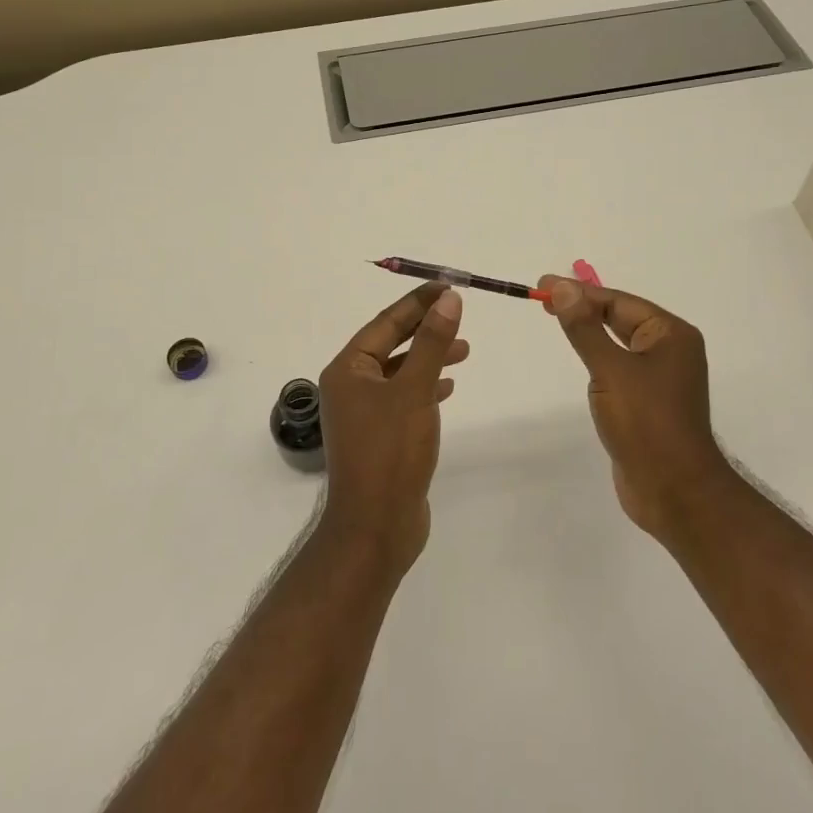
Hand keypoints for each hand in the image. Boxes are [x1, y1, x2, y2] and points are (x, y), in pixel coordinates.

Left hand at [316, 283, 467, 574]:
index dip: (418, 301)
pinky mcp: (379, 436)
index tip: (448, 285)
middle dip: (425, 328)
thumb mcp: (415, 390)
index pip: (385, 322)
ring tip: (464, 351)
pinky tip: (447, 386)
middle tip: (460, 314)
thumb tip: (448, 299)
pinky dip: (425, 386)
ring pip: (399, 371)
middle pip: (390, 344)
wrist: (376, 527)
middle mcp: (349, 386)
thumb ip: (432, 343)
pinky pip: (403, 397)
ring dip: (429, 357)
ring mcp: (363, 414)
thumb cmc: (391, 452)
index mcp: (347, 369)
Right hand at [538, 276, 731, 539]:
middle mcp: (670, 350)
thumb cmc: (647, 424)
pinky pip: (619, 366)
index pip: (618, 301)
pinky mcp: (648, 402)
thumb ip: (584, 328)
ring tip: (556, 318)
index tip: (542, 286)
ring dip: (590, 330)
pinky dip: (598, 355)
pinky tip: (581, 356)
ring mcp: (660, 377)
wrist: (675, 492)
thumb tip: (563, 288)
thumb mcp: (611, 370)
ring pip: (618, 342)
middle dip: (583, 307)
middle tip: (543, 299)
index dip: (579, 292)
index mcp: (670, 335)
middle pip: (620, 317)